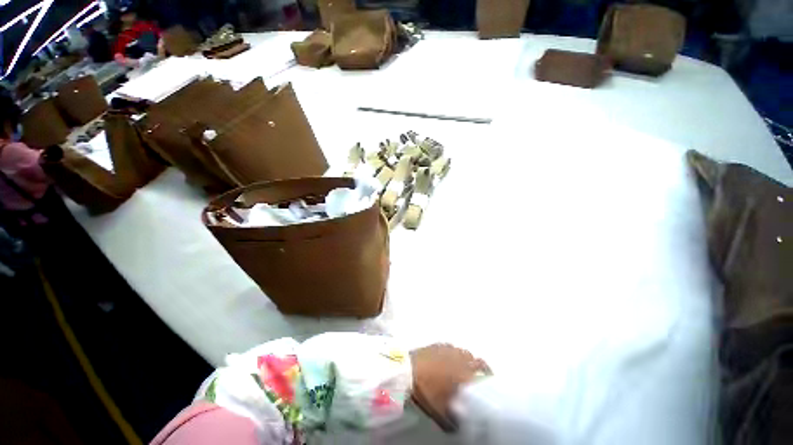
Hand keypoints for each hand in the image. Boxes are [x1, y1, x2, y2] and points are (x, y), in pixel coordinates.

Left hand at [411, 344, 489, 431]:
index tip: (489, 381)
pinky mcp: (437, 344)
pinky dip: (452, 353)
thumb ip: (453, 422)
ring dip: (465, 359)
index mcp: (463, 372)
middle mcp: (458, 357)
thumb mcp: (440, 412)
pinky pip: (450, 347)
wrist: (407, 370)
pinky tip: (447, 359)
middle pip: (474, 358)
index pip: (482, 369)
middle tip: (475, 376)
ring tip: (461, 368)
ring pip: (462, 352)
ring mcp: (447, 349)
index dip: (488, 374)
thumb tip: (459, 428)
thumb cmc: (426, 391)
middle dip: (477, 367)